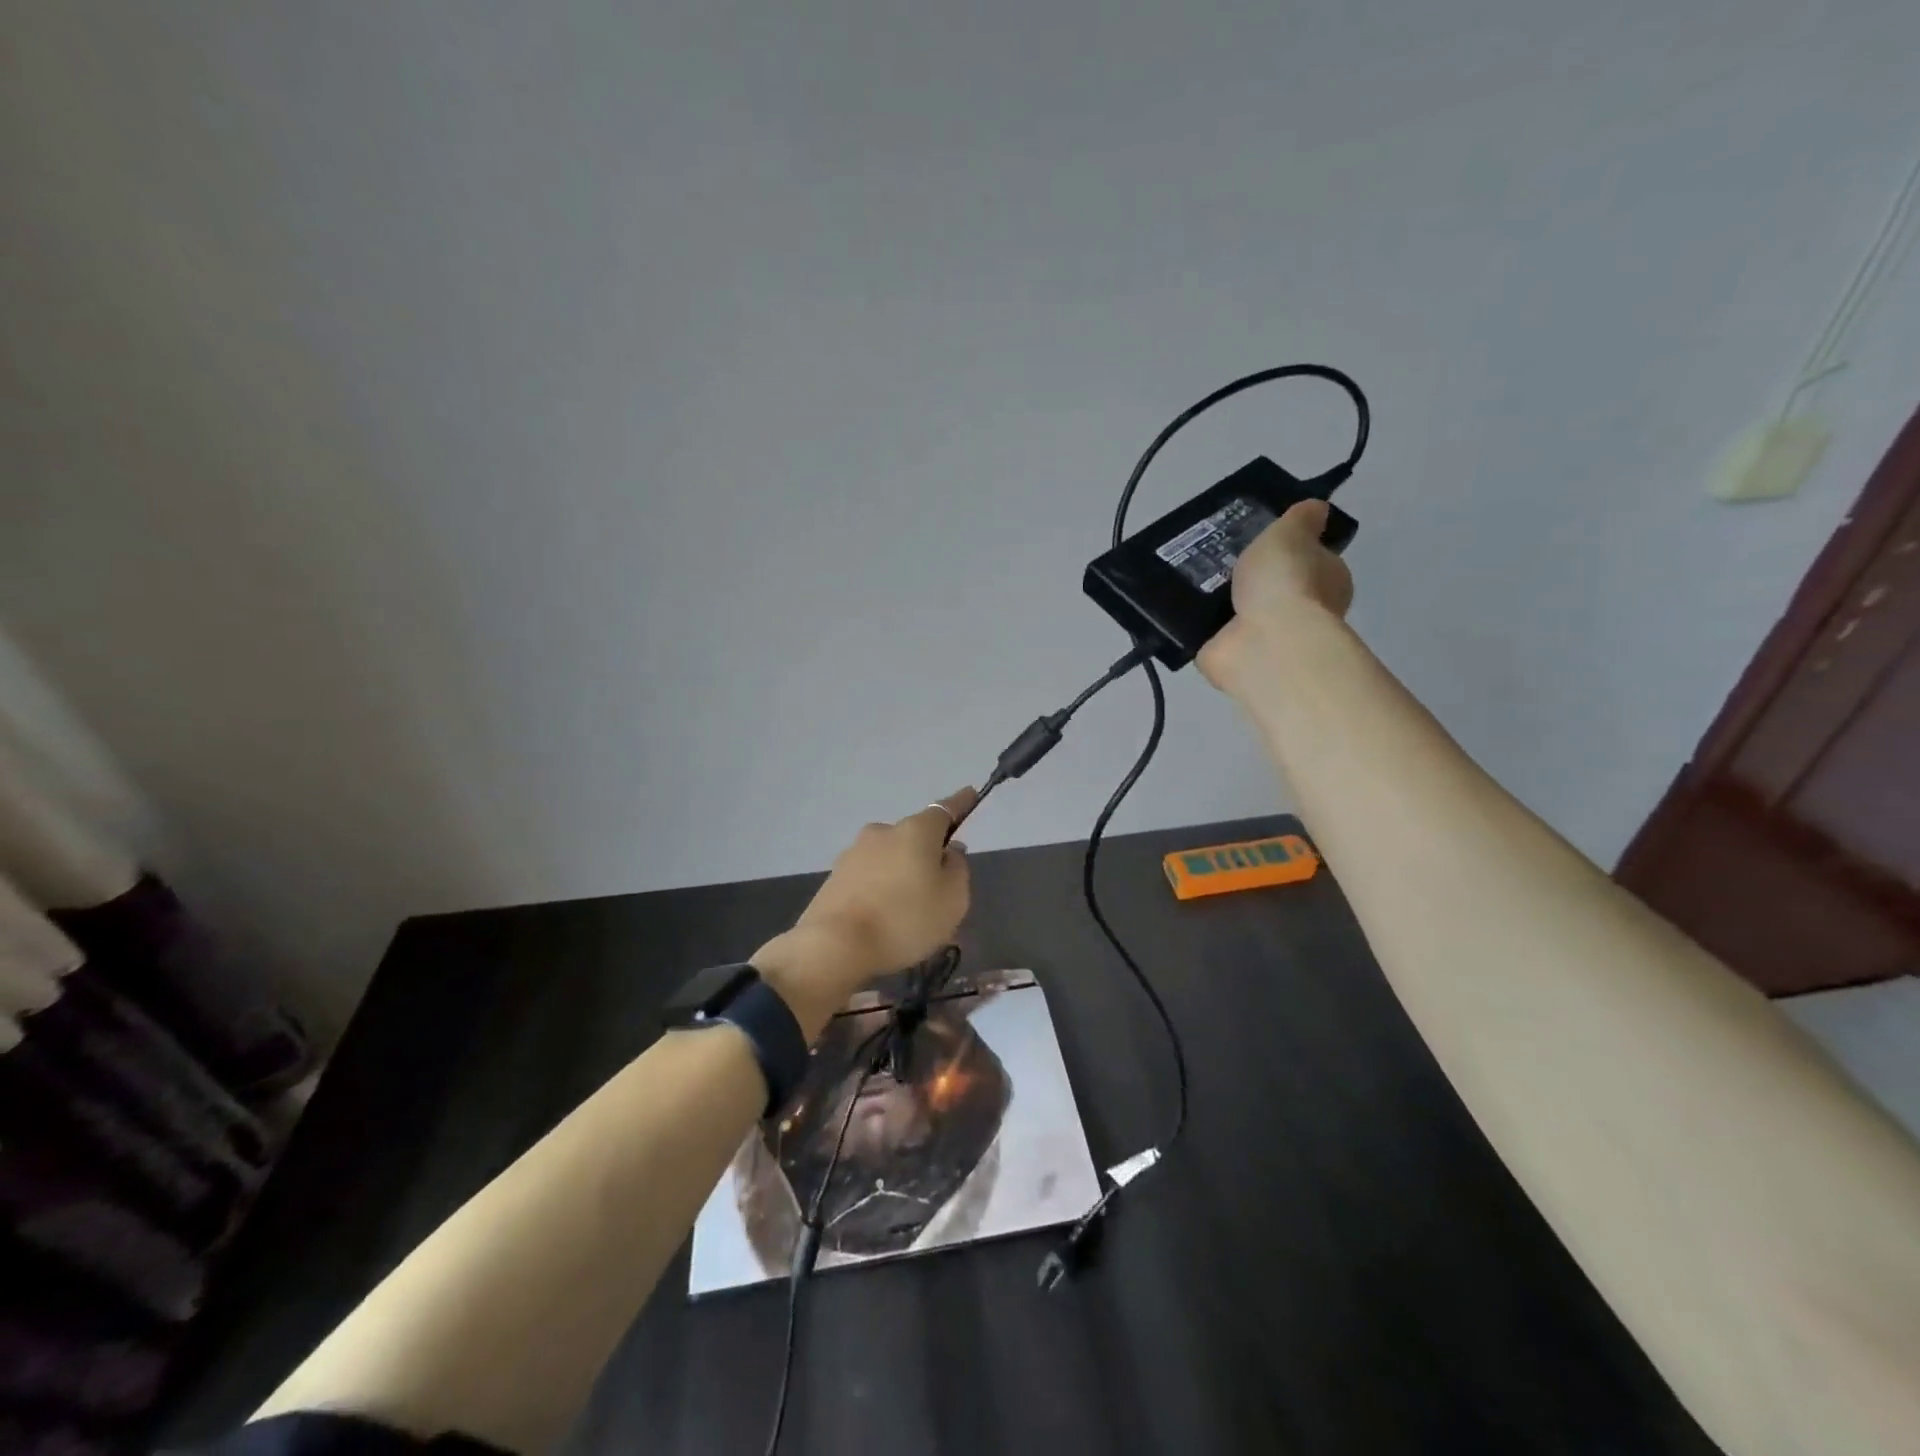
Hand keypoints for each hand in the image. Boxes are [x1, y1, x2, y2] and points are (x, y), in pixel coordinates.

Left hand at [754, 789, 975, 1034]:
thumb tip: (950, 851)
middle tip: (939, 887)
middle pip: (914, 837)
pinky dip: (881, 891)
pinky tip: (884, 919)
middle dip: (927, 855)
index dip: (960, 803)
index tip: (970, 794)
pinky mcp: (835, 877)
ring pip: (890, 859)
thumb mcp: (952, 899)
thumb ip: (957, 869)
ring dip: (902, 875)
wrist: (835, 945)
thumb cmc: (905, 919)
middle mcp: (883, 832)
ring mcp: (854, 853)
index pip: (945, 809)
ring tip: (910, 913)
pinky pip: (870, 879)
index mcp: (915, 831)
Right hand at [1198, 499, 1353, 698]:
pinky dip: (1203, 625)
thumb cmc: (1285, 581)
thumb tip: (1317, 508)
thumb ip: (1300, 519)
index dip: (1292, 550)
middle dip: (1251, 578)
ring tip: (1193, 578)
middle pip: (1274, 587)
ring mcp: (1267, 637)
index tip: (1263, 541)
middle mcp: (1303, 611)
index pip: (1313, 561)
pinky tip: (1182, 607)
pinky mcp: (1234, 656)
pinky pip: (1216, 634)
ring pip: (1242, 611)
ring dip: (1223, 600)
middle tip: (1218, 557)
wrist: (1263, 643)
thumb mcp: (1291, 533)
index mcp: (1328, 581)